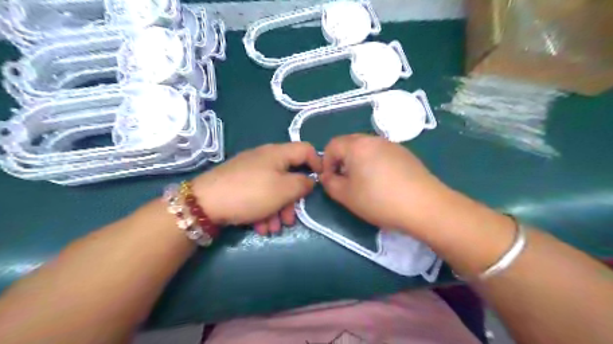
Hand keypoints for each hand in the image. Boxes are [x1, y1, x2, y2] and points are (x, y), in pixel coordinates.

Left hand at [194, 141, 322, 233]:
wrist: (205, 203)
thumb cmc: (251, 193)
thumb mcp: (284, 190)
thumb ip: (303, 183)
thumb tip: (310, 180)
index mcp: (278, 153)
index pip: (306, 149)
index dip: (317, 163)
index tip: (319, 183)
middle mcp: (265, 158)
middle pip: (289, 174)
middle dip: (292, 199)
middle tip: (290, 219)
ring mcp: (250, 171)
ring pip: (273, 188)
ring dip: (277, 210)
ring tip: (273, 228)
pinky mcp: (239, 183)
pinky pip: (258, 194)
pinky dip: (263, 210)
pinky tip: (260, 226)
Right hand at [321, 134, 445, 232]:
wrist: (425, 206)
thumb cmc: (379, 200)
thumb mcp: (346, 196)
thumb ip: (329, 183)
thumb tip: (326, 176)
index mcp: (357, 145)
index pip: (332, 145)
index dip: (325, 162)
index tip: (330, 180)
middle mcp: (374, 139)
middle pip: (349, 144)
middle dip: (341, 161)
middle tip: (345, 181)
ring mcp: (392, 145)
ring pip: (366, 148)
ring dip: (357, 162)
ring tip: (364, 183)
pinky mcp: (405, 153)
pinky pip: (381, 153)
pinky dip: (374, 163)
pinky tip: (383, 182)